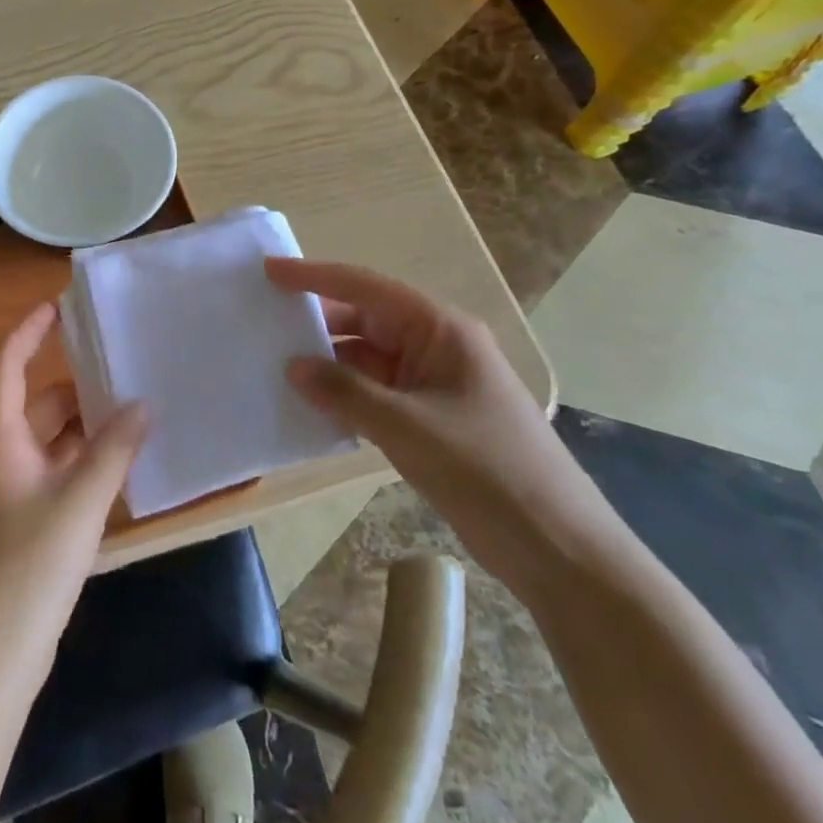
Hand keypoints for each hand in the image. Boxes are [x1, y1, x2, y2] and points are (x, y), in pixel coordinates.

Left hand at [0, 303, 146, 686]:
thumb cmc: (29, 565)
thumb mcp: (79, 501)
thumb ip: (113, 450)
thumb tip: (143, 404)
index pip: (7, 365)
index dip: (28, 331)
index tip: (59, 307)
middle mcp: (0, 455)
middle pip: (35, 402)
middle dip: (75, 384)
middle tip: (121, 367)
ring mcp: (10, 490)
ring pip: (49, 439)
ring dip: (84, 425)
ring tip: (132, 411)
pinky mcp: (23, 521)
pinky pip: (56, 471)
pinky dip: (83, 460)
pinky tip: (120, 464)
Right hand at [265, 257, 623, 600]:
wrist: (560, 550)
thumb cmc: (488, 472)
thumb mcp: (408, 428)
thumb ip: (345, 392)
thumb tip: (293, 367)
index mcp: (440, 330)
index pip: (366, 288)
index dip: (315, 276)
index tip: (269, 271)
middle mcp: (436, 347)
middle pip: (365, 322)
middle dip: (317, 324)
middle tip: (262, 327)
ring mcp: (434, 385)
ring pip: (368, 360)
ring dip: (328, 365)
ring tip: (275, 368)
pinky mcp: (431, 419)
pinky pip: (376, 393)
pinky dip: (345, 396)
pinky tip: (311, 408)